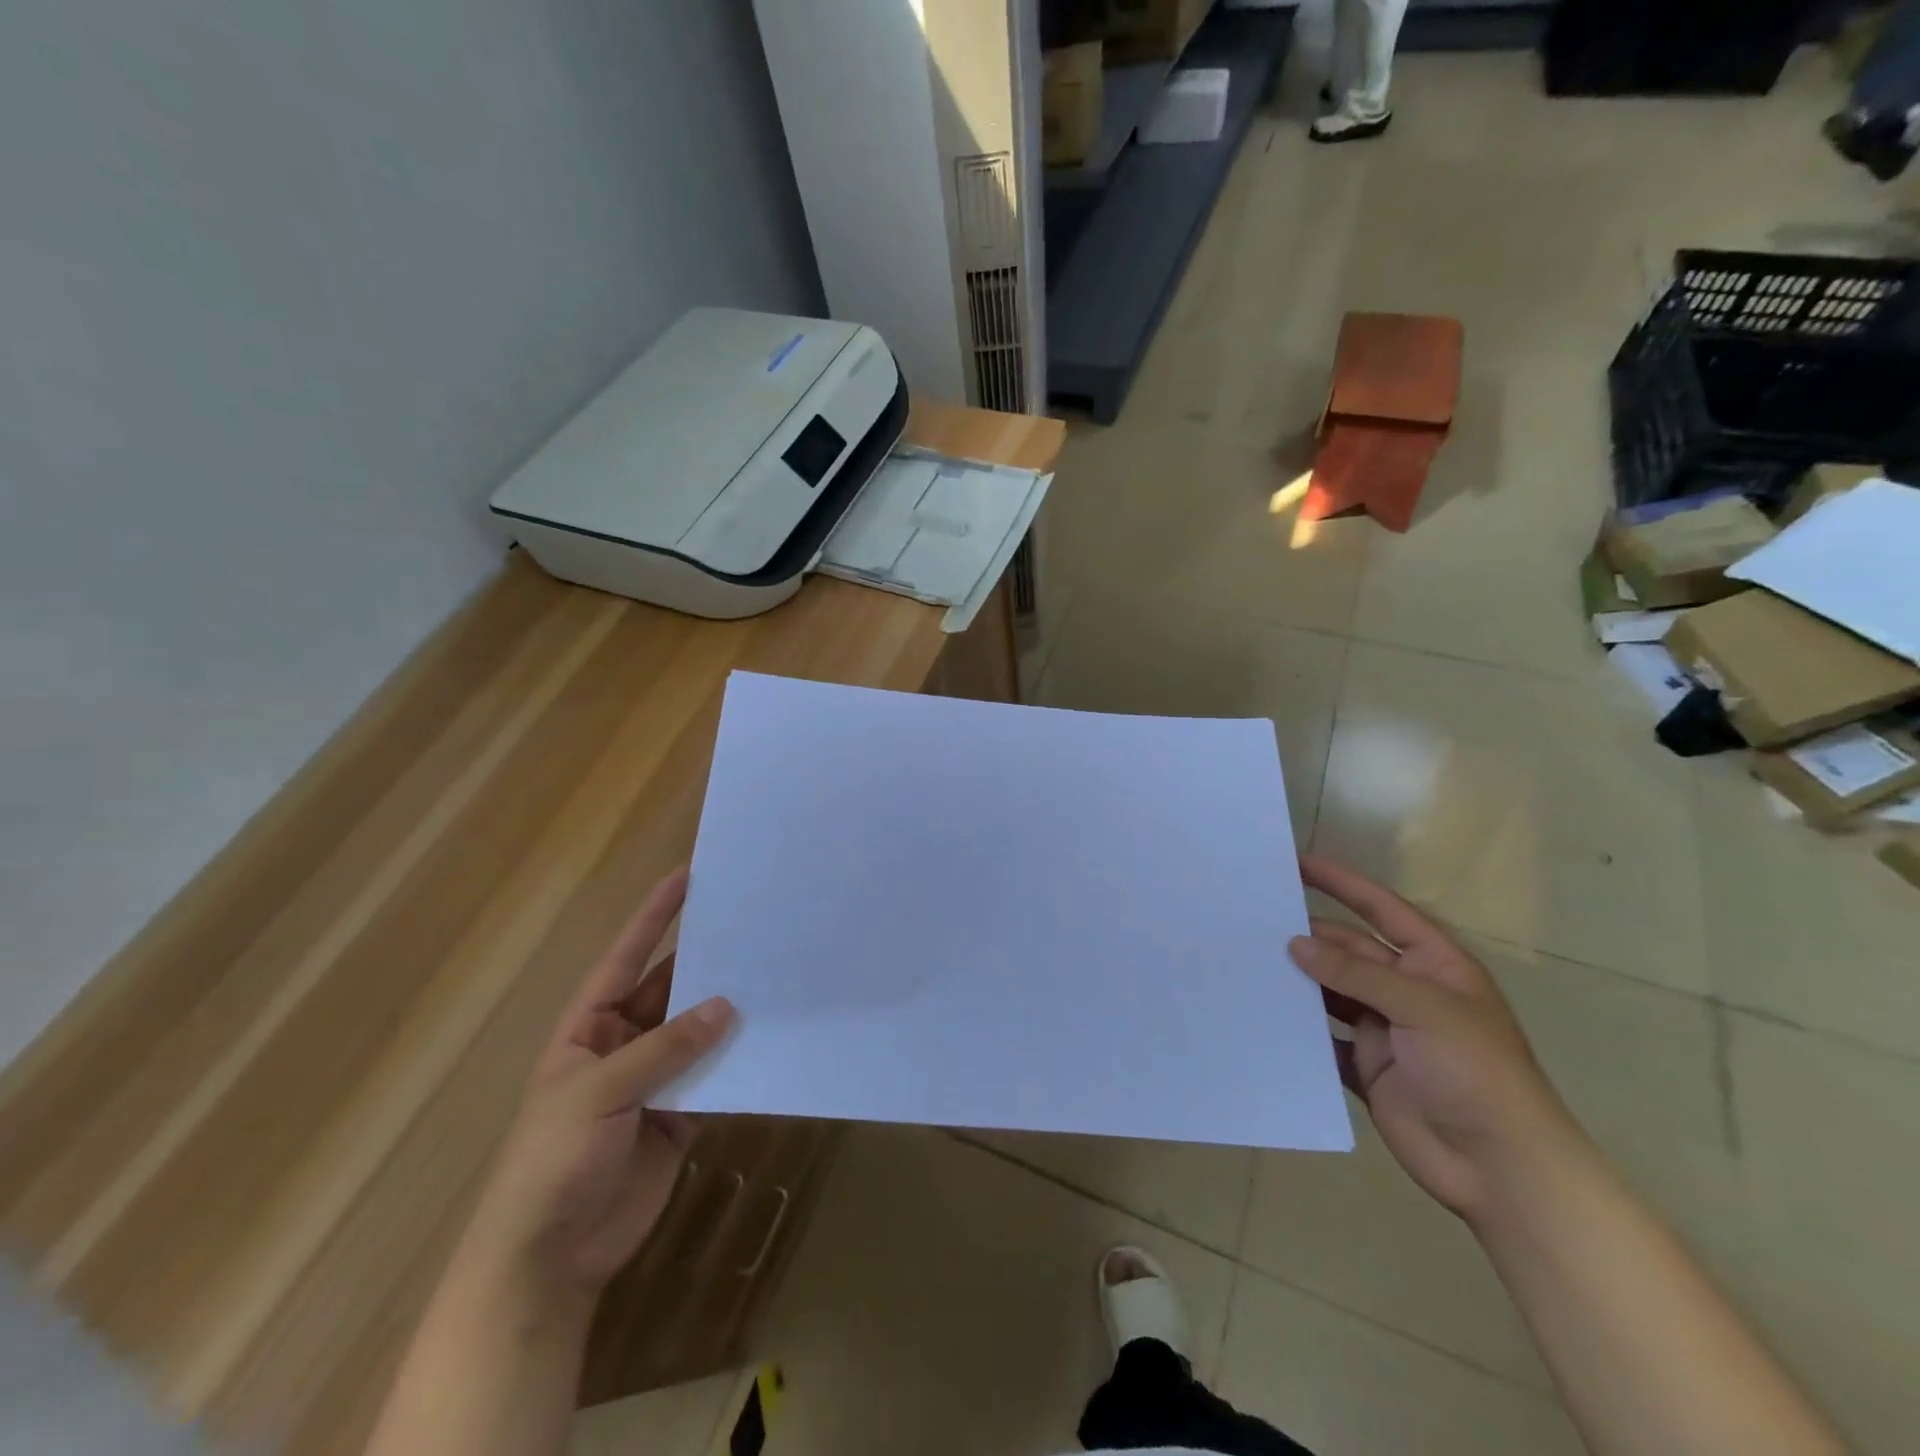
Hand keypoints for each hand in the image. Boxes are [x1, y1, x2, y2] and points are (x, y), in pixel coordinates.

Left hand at [461, 869, 735, 1297]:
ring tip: (774, 976)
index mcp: (588, 1029)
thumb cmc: (552, 1162)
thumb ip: (665, 1048)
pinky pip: (714, 1076)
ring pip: (698, 1033)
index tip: (686, 876)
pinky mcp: (680, 1115)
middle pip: (670, 991)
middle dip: (706, 963)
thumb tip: (727, 1005)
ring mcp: (654, 1081)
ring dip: (728, 1012)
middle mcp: (624, 1045)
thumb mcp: (599, 1093)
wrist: (548, 1260)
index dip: (653, 918)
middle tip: (752, 928)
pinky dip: (738, 1060)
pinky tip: (771, 1039)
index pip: (625, 959)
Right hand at [1288, 856, 1584, 1223]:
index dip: (1342, 884)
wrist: (1500, 1168)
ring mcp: (1384, 1030)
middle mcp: (1406, 991)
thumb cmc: (1475, 1071)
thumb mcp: (1423, 1008)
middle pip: (1348, 950)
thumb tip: (1295, 943)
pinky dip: (1298, 1027)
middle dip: (1308, 935)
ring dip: (1298, 980)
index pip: (1381, 910)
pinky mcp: (1365, 1067)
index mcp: (1434, 965)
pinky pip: (1323, 1037)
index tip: (1297, 863)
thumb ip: (1356, 972)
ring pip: (1330, 992)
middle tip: (1252, 920)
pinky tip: (1262, 1013)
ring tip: (1248, 961)